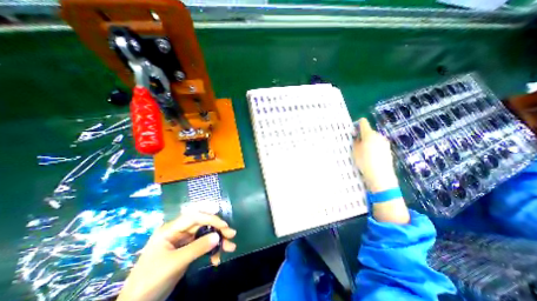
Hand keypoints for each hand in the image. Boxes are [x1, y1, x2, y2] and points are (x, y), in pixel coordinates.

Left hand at [118, 212, 237, 300]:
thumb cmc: (150, 279)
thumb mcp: (175, 263)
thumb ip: (197, 248)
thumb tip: (217, 236)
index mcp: (171, 229)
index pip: (194, 217)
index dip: (210, 219)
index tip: (224, 225)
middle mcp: (179, 231)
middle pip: (203, 225)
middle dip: (218, 230)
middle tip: (232, 235)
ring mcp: (184, 241)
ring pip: (205, 235)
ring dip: (218, 241)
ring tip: (230, 247)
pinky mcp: (187, 250)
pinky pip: (203, 246)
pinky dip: (211, 251)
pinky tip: (217, 259)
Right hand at [356, 118, 409, 222]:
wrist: (380, 176)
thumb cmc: (364, 162)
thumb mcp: (355, 151)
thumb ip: (355, 142)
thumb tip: (357, 138)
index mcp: (369, 134)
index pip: (363, 123)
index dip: (357, 124)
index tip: (353, 131)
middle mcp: (379, 136)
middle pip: (369, 132)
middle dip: (362, 136)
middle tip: (356, 145)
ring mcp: (385, 143)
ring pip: (374, 139)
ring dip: (368, 142)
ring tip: (363, 152)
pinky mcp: (388, 150)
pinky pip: (378, 145)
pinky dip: (373, 147)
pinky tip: (371, 157)